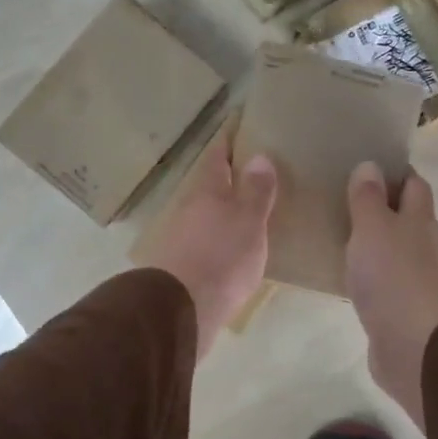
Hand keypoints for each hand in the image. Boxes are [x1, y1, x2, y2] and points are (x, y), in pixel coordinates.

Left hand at [135, 122, 277, 359]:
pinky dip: (218, 237)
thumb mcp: (248, 222)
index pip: (217, 154)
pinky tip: (232, 247)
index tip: (244, 127)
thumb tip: (258, 155)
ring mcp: (179, 236)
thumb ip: (256, 191)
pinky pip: (203, 240)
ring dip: (223, 209)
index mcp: (205, 190)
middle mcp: (187, 207)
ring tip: (250, 210)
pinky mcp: (179, 265)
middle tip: (256, 171)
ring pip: (204, 213)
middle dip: (229, 177)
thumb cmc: (221, 258)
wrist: (179, 312)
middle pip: (209, 184)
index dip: (230, 140)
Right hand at [345, 161, 437, 428]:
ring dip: (375, 241)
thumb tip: (370, 165)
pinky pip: (385, 281)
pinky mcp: (403, 308)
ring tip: (340, 234)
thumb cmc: (392, 276)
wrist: (413, 345)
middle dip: (383, 206)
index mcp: (420, 220)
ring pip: (395, 249)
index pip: (414, 184)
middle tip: (344, 198)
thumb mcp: (373, 227)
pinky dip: (370, 273)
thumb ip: (368, 198)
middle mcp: (424, 246)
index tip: (367, 165)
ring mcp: (417, 279)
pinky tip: (347, 276)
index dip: (396, 173)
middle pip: (408, 217)